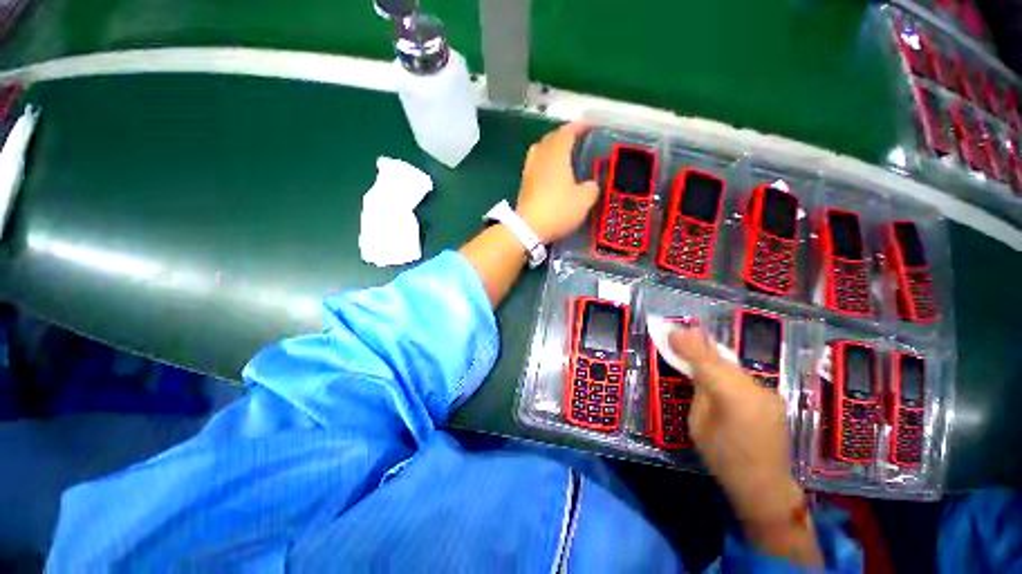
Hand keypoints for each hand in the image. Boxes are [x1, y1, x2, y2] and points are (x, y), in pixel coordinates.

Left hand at [515, 123, 599, 243]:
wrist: (528, 228)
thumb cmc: (558, 210)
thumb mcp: (584, 200)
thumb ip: (591, 188)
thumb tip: (590, 184)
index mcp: (557, 155)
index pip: (567, 132)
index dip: (579, 127)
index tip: (589, 126)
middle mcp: (541, 157)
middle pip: (551, 138)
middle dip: (564, 135)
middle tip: (577, 140)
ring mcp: (529, 170)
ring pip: (540, 149)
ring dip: (551, 147)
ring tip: (563, 154)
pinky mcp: (524, 183)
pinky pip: (535, 163)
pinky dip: (544, 161)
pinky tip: (551, 172)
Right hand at [670, 328, 821, 566]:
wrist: (766, 487)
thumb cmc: (723, 459)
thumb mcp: (698, 425)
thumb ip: (699, 392)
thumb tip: (695, 371)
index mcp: (732, 398)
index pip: (705, 362)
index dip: (686, 344)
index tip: (670, 331)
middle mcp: (754, 389)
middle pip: (720, 359)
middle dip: (698, 344)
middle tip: (678, 332)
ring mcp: (766, 392)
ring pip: (732, 365)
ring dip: (711, 354)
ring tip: (693, 343)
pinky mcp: (771, 397)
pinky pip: (741, 376)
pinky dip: (724, 367)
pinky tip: (714, 366)